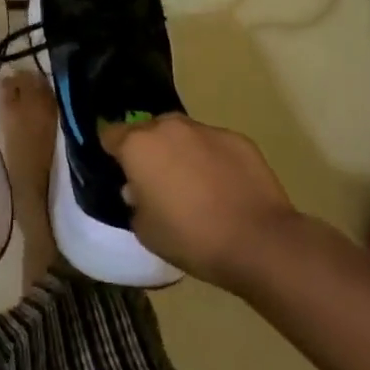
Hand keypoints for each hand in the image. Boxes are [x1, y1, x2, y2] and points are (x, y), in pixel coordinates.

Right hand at [99, 115, 296, 287]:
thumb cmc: (191, 238)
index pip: (110, 135)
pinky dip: (213, 159)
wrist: (259, 242)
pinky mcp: (237, 138)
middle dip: (149, 150)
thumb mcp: (145, 230)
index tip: (121, 173)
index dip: (113, 153)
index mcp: (137, 145)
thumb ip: (134, 203)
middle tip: (159, 182)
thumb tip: (139, 190)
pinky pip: (214, 144)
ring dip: (181, 152)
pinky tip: (225, 188)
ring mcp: (205, 129)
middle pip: (148, 130)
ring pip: (182, 134)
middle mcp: (168, 127)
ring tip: (195, 185)